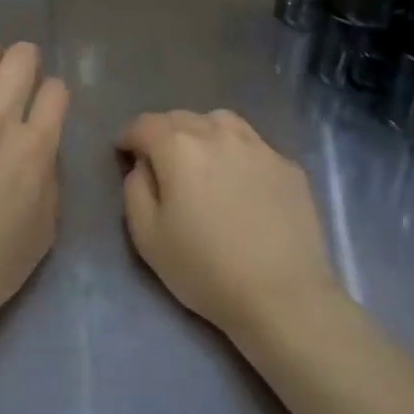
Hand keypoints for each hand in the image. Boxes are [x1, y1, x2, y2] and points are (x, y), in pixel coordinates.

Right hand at [118, 110, 341, 341]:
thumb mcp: (147, 237)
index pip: (144, 124)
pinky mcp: (288, 165)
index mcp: (178, 147)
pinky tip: (241, 182)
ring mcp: (259, 146)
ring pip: (221, 121)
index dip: (129, 136)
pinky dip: (238, 153)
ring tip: (202, 159)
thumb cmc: (205, 269)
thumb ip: (135, 189)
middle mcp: (218, 133)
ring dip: (203, 132)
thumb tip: (144, 166)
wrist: (283, 296)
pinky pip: (254, 146)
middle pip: (181, 118)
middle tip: (160, 161)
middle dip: (163, 133)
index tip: (124, 154)